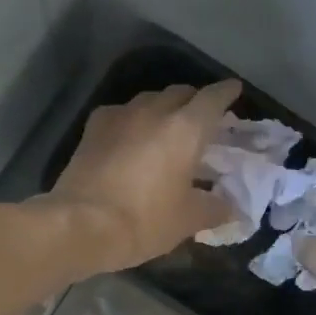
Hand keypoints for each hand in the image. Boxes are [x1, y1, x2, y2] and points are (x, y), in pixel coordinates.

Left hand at [48, 80, 241, 270]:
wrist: (81, 224)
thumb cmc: (145, 220)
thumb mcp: (188, 220)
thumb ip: (214, 208)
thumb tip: (230, 207)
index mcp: (185, 129)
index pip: (213, 98)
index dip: (226, 92)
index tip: (234, 89)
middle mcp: (154, 111)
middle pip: (180, 93)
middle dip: (194, 100)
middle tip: (202, 118)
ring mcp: (120, 116)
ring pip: (149, 99)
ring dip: (163, 107)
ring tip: (167, 126)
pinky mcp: (93, 128)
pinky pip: (121, 114)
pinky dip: (133, 120)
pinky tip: (131, 136)